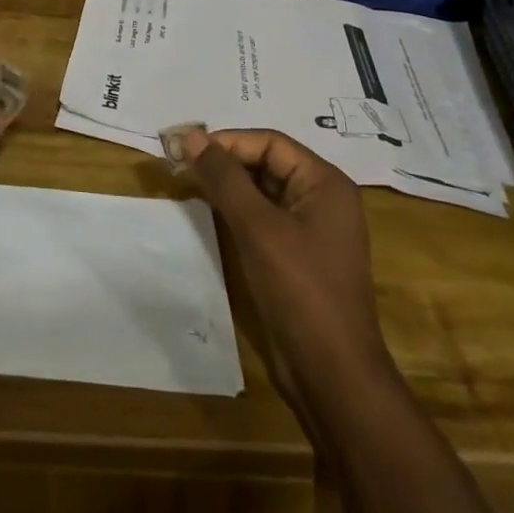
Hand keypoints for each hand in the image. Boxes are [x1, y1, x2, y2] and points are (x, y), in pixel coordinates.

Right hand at [180, 129, 393, 406]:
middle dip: (224, 161)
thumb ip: (224, 177)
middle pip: (267, 163)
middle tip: (180, 163)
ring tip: (187, 182)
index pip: (269, 142)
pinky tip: (209, 212)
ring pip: (263, 191)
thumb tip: (191, 135)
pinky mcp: (298, 257)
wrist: (333, 377)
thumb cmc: (300, 291)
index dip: (227, 141)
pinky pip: (264, 219)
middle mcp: (322, 199)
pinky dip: (237, 211)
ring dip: (227, 186)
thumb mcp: (258, 227)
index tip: (186, 147)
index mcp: (324, 183)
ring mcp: (311, 230)